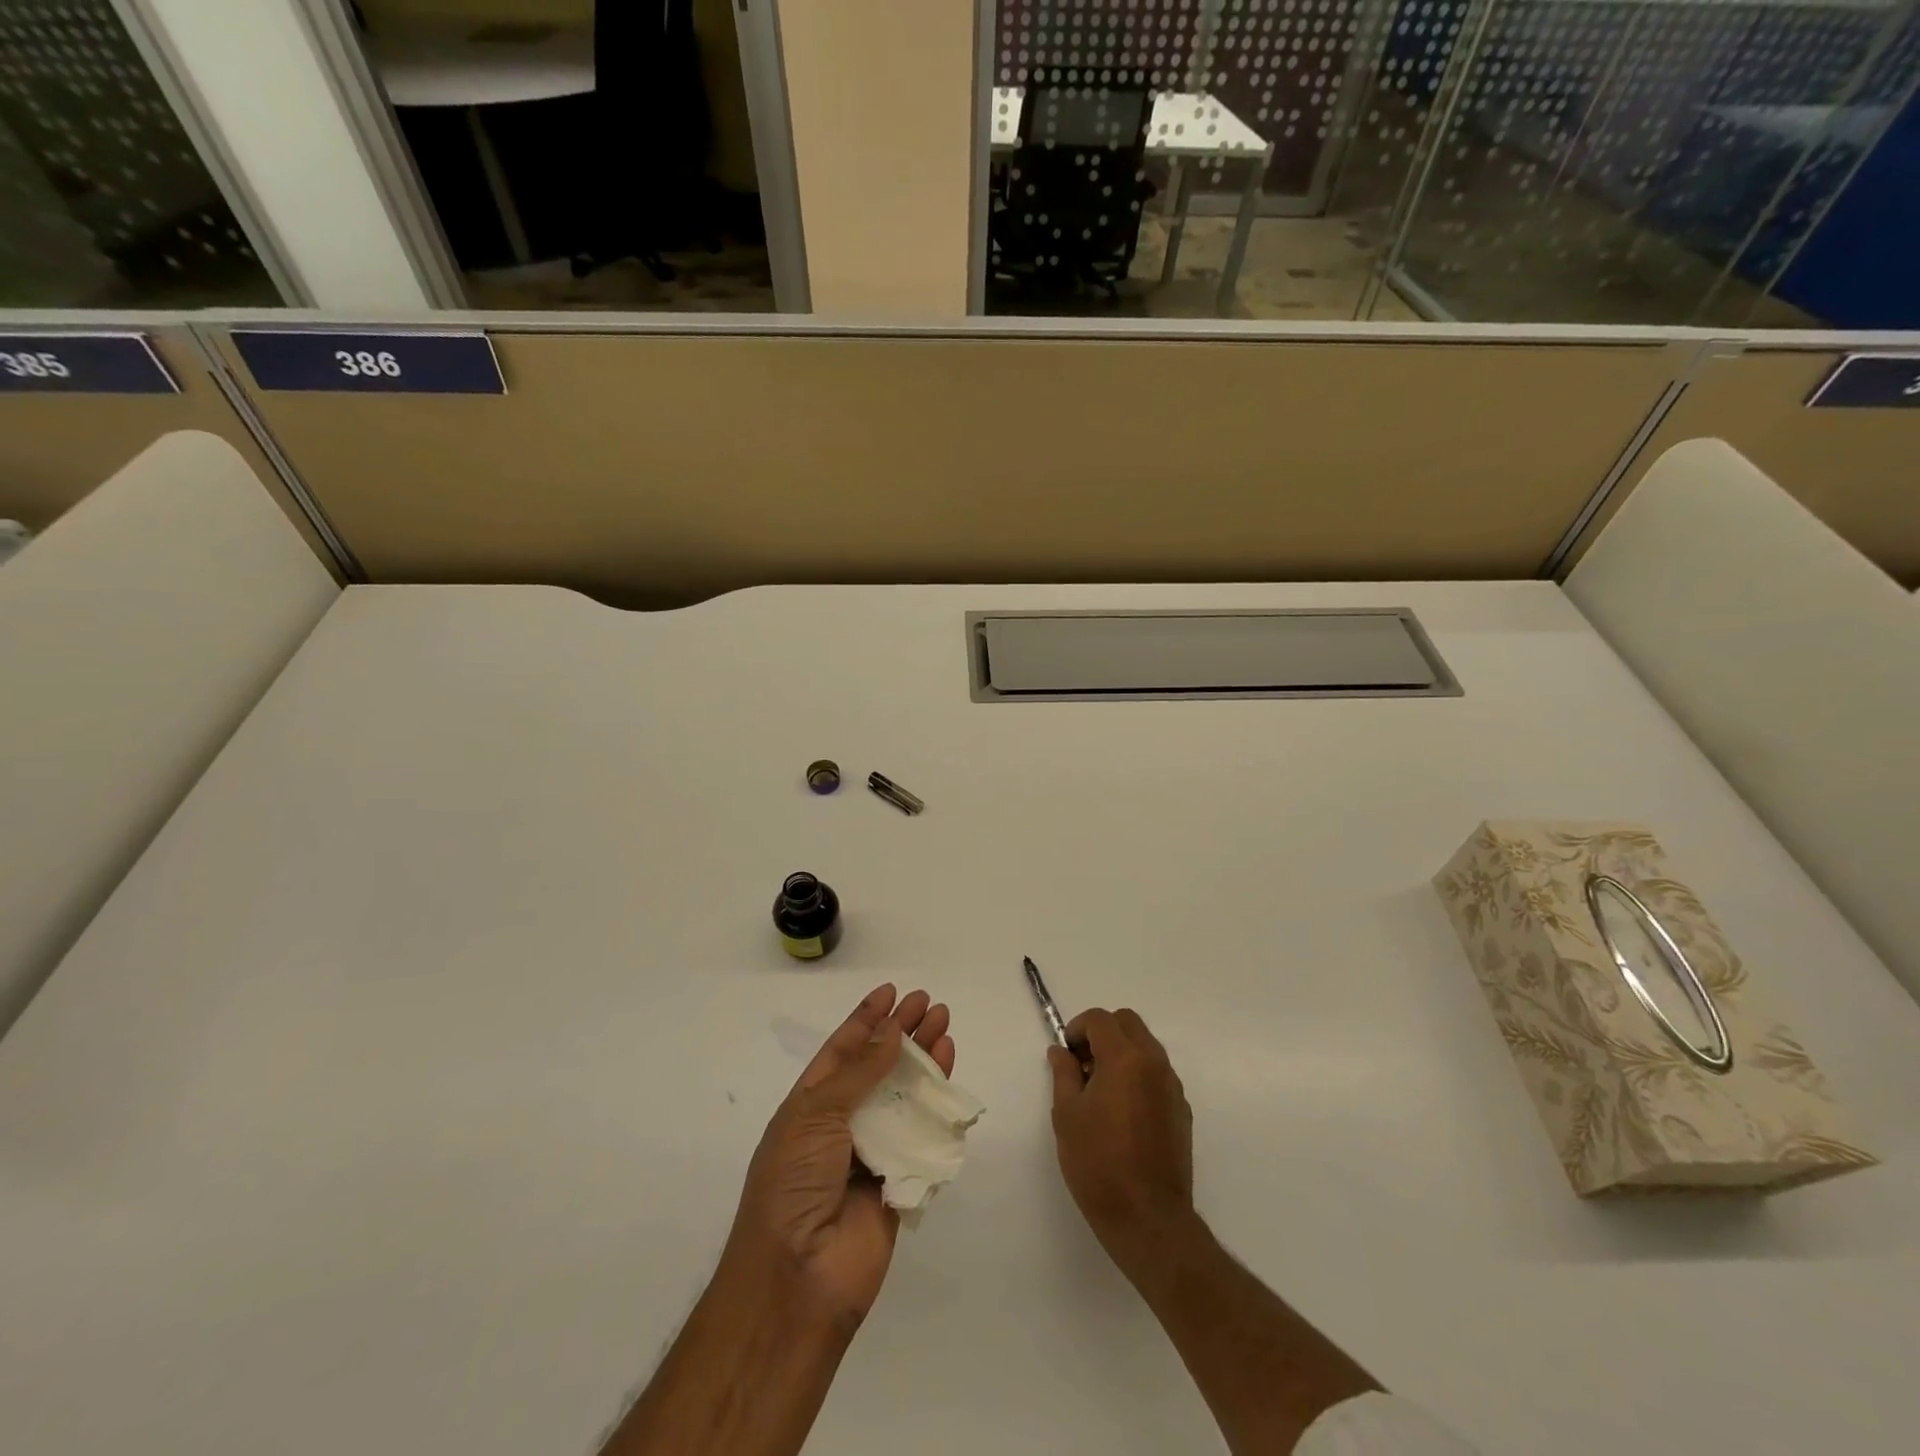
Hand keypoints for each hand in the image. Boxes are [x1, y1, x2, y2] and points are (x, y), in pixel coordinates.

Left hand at [724, 984, 955, 1328]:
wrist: (798, 1278)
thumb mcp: (816, 1114)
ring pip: (905, 1096)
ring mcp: (873, 1152)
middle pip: (879, 1067)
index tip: (892, 992)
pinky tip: (949, 1076)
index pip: (843, 1050)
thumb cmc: (794, 1183)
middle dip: (903, 1033)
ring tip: (945, 1027)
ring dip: (924, 1061)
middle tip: (930, 1004)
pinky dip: (938, 1106)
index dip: (866, 1019)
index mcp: (810, 1105)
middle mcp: (842, 1124)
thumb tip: (891, 1030)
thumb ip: (860, 1072)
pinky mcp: (901, 1180)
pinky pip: (924, 1135)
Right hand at [1048, 1007, 1194, 1272]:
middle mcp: (1154, 1063)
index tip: (1066, 1055)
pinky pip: (1157, 1074)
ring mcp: (1172, 1087)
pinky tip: (1123, 1112)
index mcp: (1125, 1058)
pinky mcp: (1182, 1110)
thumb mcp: (1067, 1115)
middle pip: (1128, 1023)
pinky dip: (1138, 1075)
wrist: (1148, 1218)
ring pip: (1146, 1046)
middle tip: (1083, 1065)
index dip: (1077, 1028)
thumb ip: (1064, 1073)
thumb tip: (1061, 1051)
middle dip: (1102, 1033)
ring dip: (1122, 1052)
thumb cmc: (1098, 1163)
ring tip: (1101, 1090)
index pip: (1100, 1019)